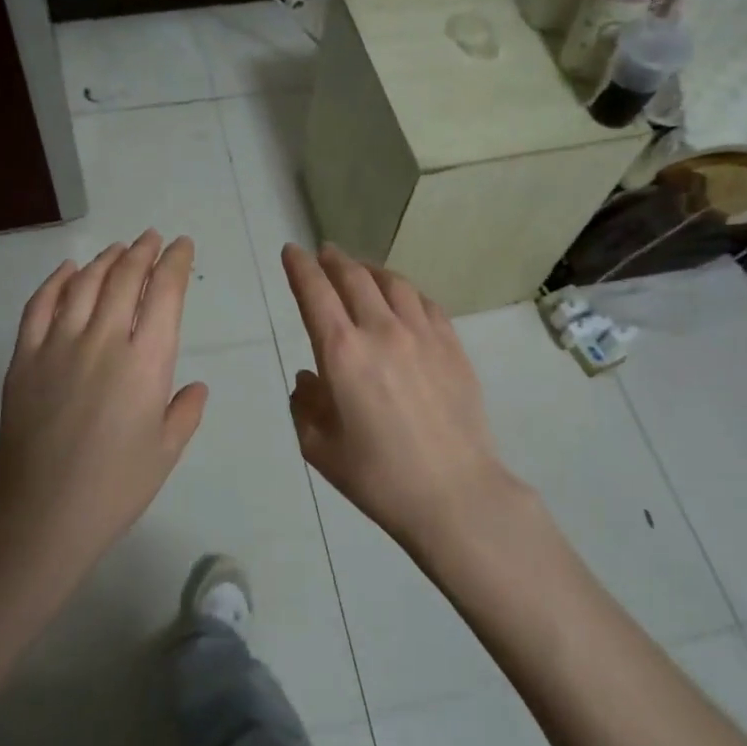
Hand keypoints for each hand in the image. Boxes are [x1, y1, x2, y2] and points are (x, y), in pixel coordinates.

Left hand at [0, 231, 208, 583]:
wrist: (42, 513)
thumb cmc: (115, 487)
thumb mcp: (166, 451)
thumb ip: (185, 411)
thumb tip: (196, 386)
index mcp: (146, 362)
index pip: (164, 294)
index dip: (174, 263)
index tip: (181, 246)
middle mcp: (103, 340)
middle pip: (124, 278)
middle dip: (142, 252)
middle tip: (151, 238)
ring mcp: (58, 345)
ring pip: (84, 284)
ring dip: (104, 260)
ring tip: (118, 249)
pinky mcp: (24, 358)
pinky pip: (39, 306)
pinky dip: (55, 281)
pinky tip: (67, 270)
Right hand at [283, 243, 519, 553]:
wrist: (455, 494)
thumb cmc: (378, 477)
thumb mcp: (320, 448)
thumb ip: (305, 405)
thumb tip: (308, 378)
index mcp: (342, 353)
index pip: (315, 292)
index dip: (300, 267)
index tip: (291, 252)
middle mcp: (381, 330)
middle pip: (354, 277)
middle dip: (333, 260)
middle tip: (324, 253)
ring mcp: (422, 335)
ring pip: (393, 283)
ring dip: (370, 270)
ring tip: (361, 270)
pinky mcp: (452, 346)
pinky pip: (424, 303)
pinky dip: (405, 291)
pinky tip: (402, 298)